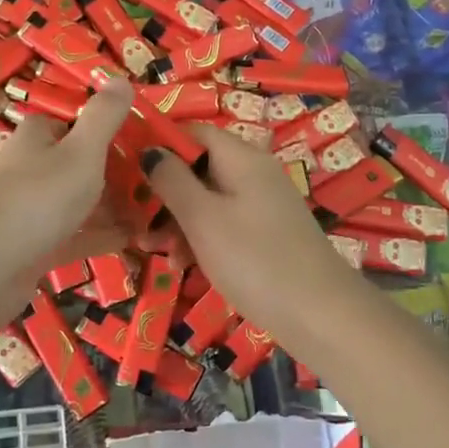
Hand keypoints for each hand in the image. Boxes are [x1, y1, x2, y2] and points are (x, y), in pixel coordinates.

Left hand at [0, 78, 134, 298]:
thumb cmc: (39, 197)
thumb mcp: (82, 150)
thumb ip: (104, 117)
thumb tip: (120, 78)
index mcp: (38, 135)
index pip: (78, 124)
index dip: (112, 133)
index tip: (149, 146)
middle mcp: (31, 166)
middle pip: (81, 164)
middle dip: (119, 175)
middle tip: (159, 188)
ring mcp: (30, 208)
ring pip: (80, 202)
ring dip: (114, 208)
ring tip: (155, 217)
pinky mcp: (33, 244)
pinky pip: (75, 235)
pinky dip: (101, 236)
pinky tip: (132, 241)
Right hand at [143, 126, 369, 339]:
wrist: (321, 314)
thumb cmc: (255, 259)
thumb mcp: (203, 218)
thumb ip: (172, 180)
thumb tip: (150, 149)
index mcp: (242, 158)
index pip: (194, 132)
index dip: (160, 145)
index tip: (128, 170)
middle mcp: (254, 173)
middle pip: (199, 167)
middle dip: (164, 192)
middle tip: (134, 221)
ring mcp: (263, 204)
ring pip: (209, 198)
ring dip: (178, 220)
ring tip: (153, 250)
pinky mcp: (267, 233)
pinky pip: (224, 222)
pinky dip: (201, 237)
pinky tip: (183, 264)